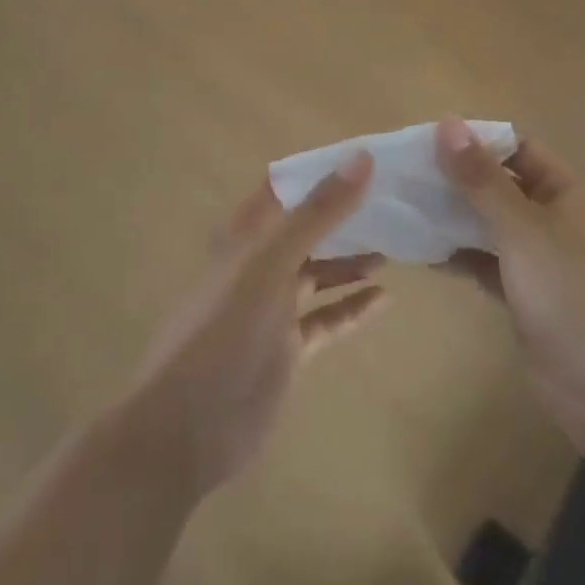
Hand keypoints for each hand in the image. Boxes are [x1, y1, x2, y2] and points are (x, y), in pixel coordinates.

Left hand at [123, 152, 386, 498]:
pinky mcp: (288, 349)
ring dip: (352, 259)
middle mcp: (259, 264)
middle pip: (307, 230)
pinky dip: (353, 307)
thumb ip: (318, 213)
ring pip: (320, 273)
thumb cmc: (224, 329)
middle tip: (394, 201)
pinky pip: (327, 319)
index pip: (286, 189)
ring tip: (396, 244)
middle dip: (345, 215)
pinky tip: (385, 298)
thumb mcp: (271, 262)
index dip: (321, 172)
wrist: (188, 427)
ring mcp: (274, 309)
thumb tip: (362, 158)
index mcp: (246, 235)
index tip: (368, 157)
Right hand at [435, 117, 584, 454]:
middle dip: (460, 184)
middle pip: (506, 190)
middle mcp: (569, 220)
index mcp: (578, 193)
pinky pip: (496, 267)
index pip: (520, 151)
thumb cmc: (574, 293)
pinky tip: (426, 254)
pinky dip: (467, 259)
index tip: (425, 145)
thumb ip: (480, 178)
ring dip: (458, 222)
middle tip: (406, 179)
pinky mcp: (538, 300)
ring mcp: (554, 263)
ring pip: (498, 230)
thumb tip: (447, 122)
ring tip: (407, 211)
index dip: (475, 145)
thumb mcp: (522, 228)